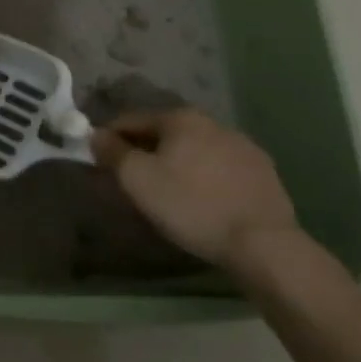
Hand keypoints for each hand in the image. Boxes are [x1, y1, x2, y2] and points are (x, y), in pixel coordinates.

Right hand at [91, 107, 299, 269]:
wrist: (263, 243)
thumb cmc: (191, 205)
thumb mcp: (138, 180)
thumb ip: (113, 153)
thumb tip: (96, 135)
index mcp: (181, 118)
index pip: (132, 120)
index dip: (110, 138)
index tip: (100, 160)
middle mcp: (213, 122)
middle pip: (165, 133)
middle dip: (145, 151)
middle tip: (133, 180)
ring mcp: (243, 146)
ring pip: (195, 150)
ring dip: (177, 163)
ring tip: (169, 193)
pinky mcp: (264, 173)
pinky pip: (221, 169)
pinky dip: (206, 178)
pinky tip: (204, 201)